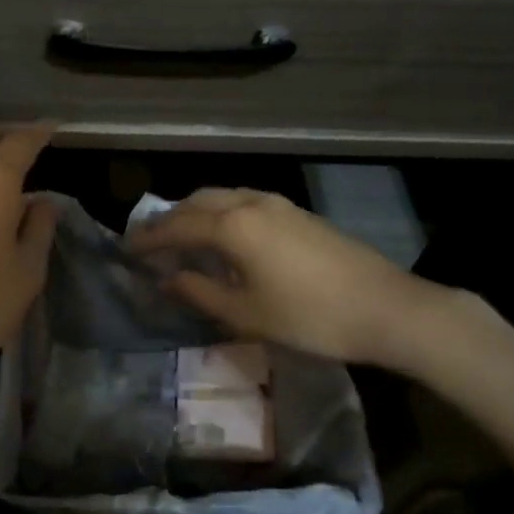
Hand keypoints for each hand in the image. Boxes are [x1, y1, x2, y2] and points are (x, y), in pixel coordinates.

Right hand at [126, 188, 465, 375]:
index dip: (149, 238)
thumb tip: (168, 280)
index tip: (127, 249)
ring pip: (223, 197)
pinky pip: (245, 203)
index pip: (177, 226)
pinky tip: (227, 240)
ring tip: (185, 240)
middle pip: (198, 201)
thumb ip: (200, 293)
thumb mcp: (247, 314)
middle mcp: (251, 202)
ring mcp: (278, 204)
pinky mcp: (298, 213)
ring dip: (198, 213)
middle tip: (152, 242)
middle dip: (171, 219)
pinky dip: (223, 215)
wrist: (387, 308)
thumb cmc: (310, 316)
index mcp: (233, 225)